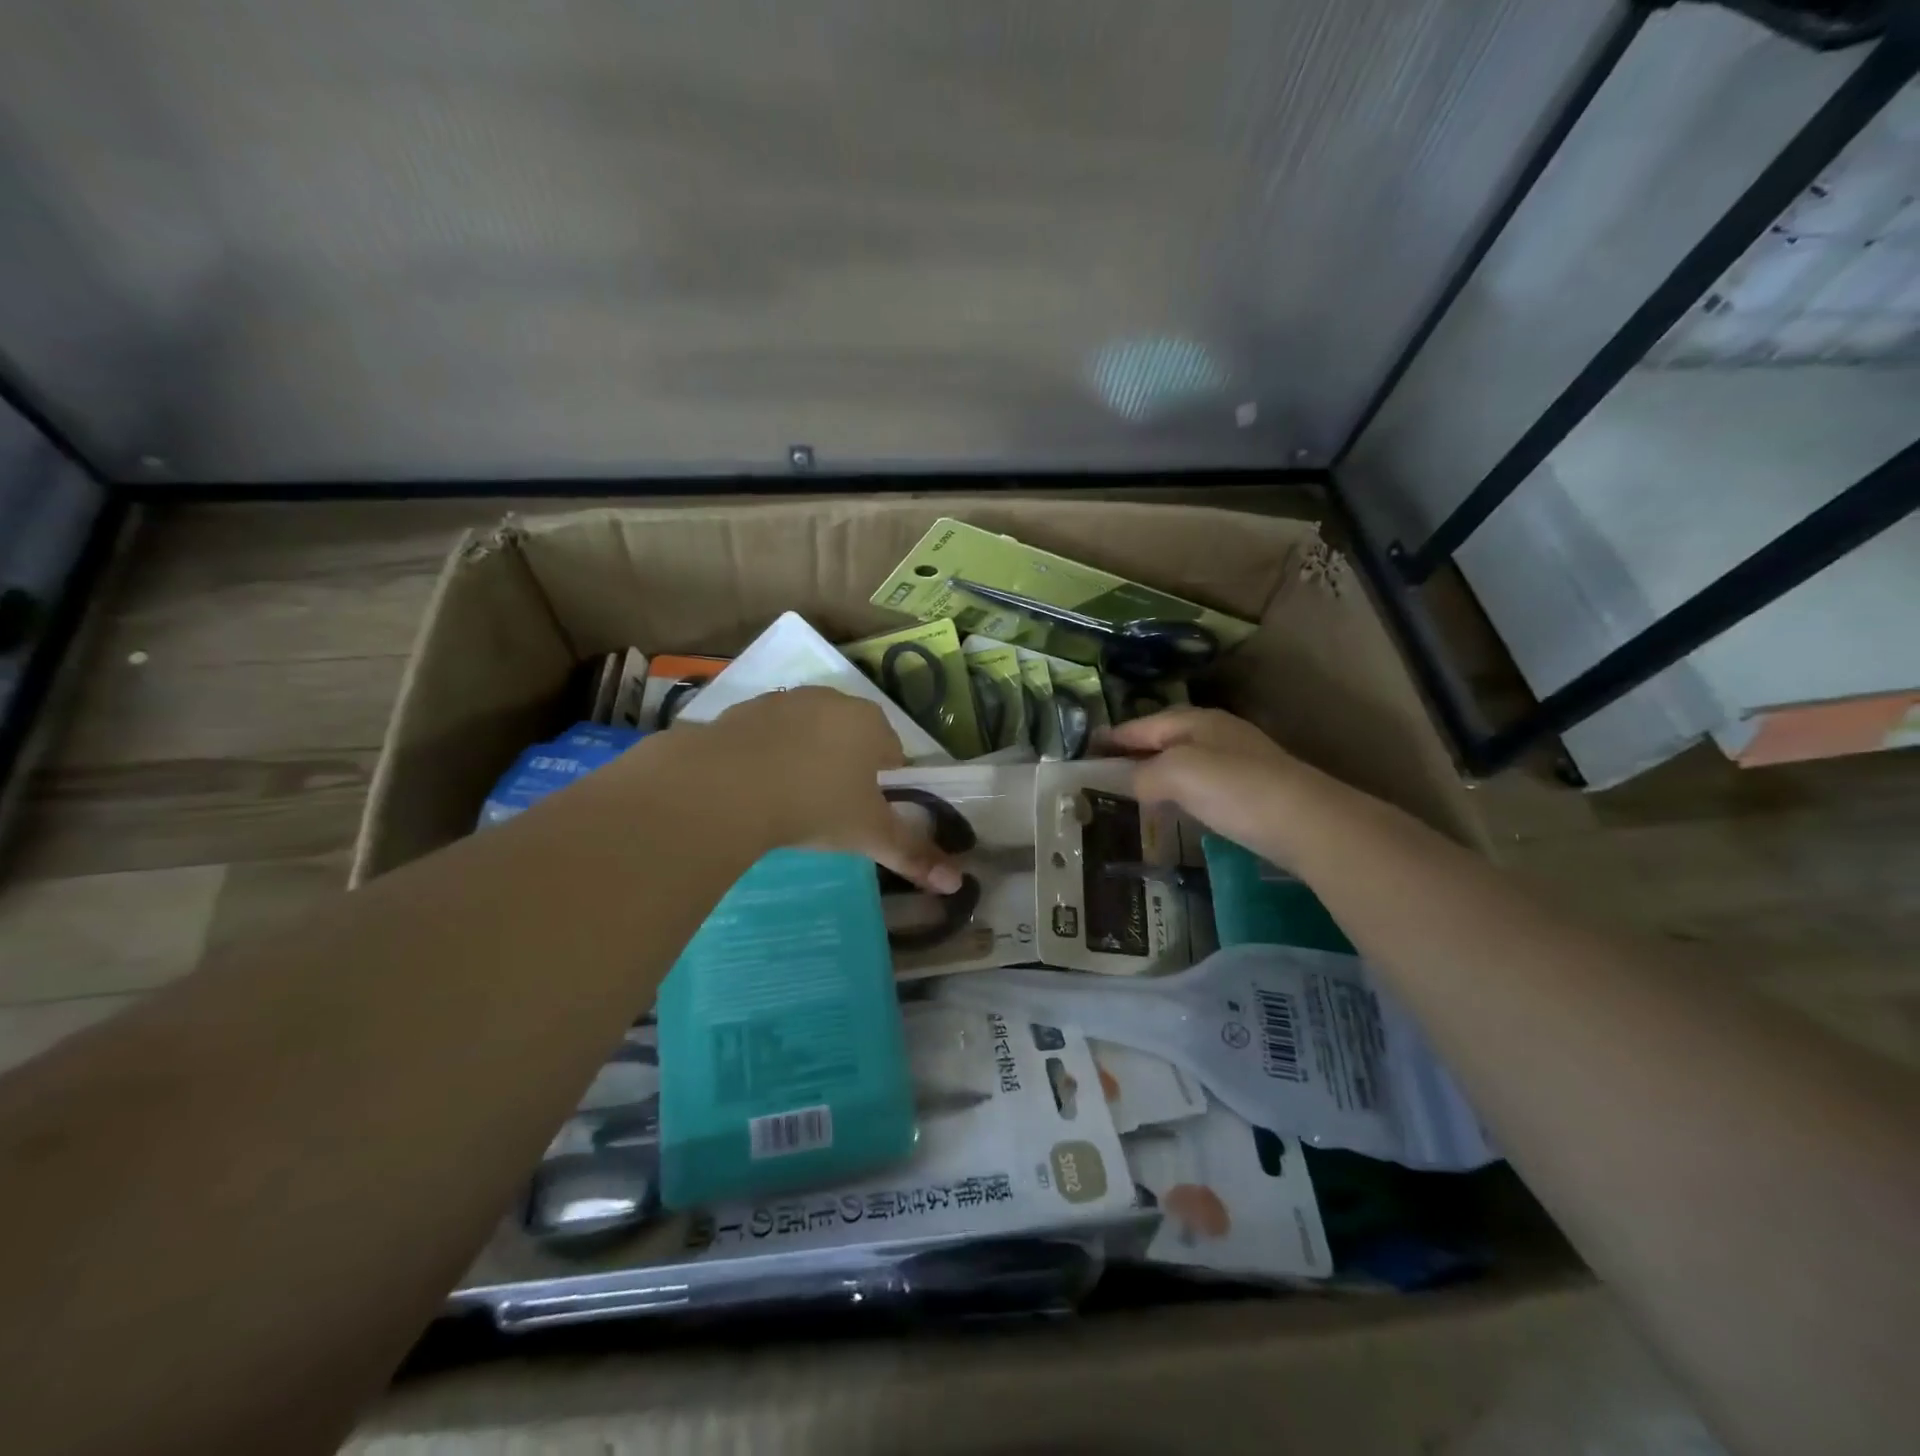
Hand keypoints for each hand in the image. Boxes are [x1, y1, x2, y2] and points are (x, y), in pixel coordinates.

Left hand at [694, 688, 963, 893]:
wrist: (725, 788)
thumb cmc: (814, 806)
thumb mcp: (868, 835)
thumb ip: (913, 855)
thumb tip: (957, 884)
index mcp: (870, 723)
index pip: (892, 752)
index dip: (883, 785)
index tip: (864, 814)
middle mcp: (831, 701)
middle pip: (850, 736)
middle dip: (845, 767)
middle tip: (828, 810)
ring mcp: (783, 701)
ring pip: (807, 731)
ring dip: (805, 757)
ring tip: (788, 799)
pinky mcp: (742, 710)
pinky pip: (766, 734)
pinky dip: (766, 754)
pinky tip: (753, 786)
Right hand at [1100, 707, 1315, 865]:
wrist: (1308, 823)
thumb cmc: (1235, 790)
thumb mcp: (1177, 773)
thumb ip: (1144, 775)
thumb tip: (1131, 783)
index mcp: (1194, 721)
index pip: (1141, 725)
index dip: (1111, 738)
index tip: (1083, 752)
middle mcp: (1215, 733)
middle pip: (1163, 739)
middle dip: (1133, 753)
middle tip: (1101, 775)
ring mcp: (1236, 760)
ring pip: (1182, 762)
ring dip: (1155, 774)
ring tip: (1129, 794)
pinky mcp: (1250, 789)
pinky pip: (1200, 784)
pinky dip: (1178, 792)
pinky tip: (1173, 809)